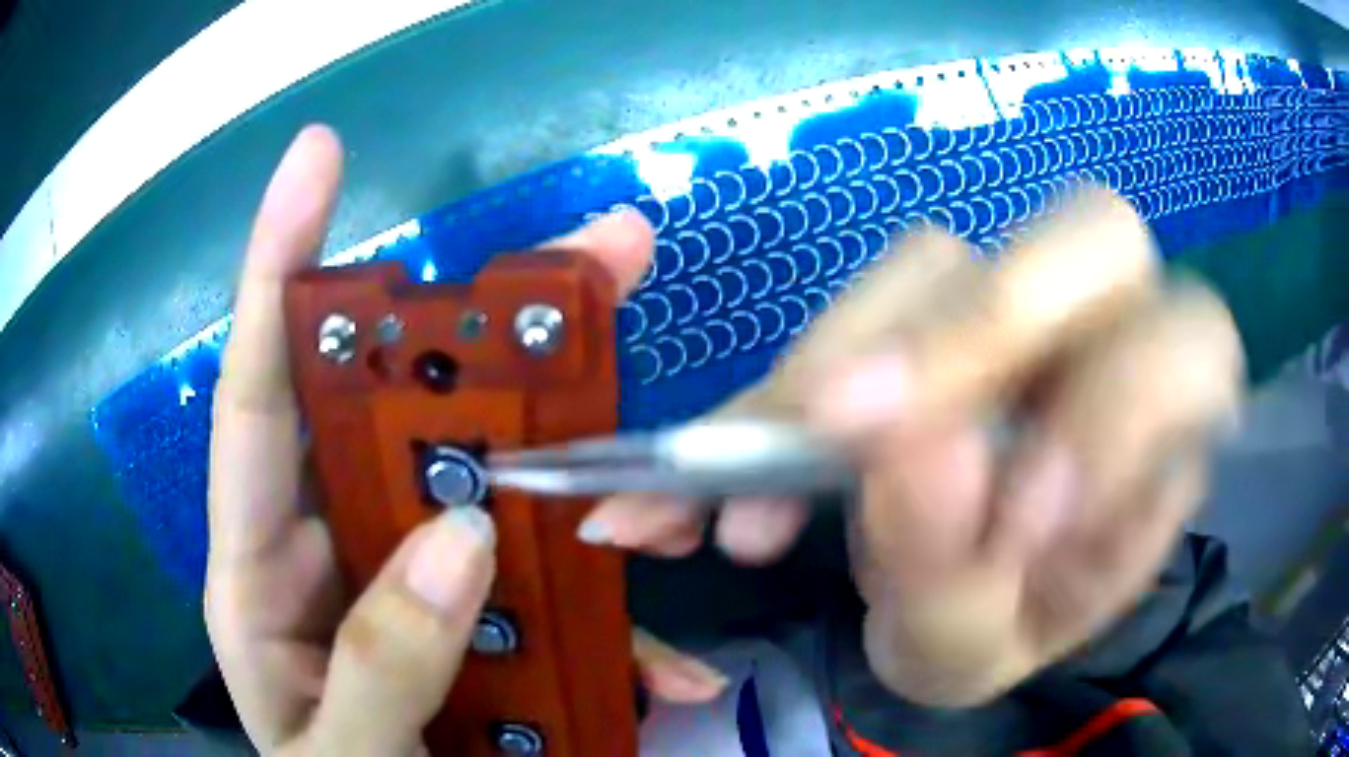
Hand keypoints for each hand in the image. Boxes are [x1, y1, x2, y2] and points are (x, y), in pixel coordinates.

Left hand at [205, 126, 724, 754]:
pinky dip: (613, 631)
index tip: (318, 159)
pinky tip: (666, 671)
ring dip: (576, 487)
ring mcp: (412, 588)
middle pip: (403, 414)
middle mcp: (333, 553)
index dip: (277, 266)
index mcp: (261, 574)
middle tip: (591, 256)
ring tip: (655, 487)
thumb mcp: (342, 754)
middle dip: (489, 334)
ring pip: (494, 499)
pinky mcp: (480, 632)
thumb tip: (459, 541)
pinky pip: (551, 605)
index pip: (258, 393)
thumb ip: (377, 667)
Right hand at [584, 189, 1242, 705]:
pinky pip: (859, 300)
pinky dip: (794, 374)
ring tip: (775, 468)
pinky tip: (748, 452)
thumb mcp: (972, 649)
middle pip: (1098, 235)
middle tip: (847, 422)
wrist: (938, 606)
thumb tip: (916, 451)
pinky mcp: (922, 308)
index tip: (1012, 520)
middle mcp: (1108, 335)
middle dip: (988, 324)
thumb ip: (958, 577)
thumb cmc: (986, 631)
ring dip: (852, 356)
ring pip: (945, 260)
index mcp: (1168, 432)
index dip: (1117, 412)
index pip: (1189, 353)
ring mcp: (1009, 305)